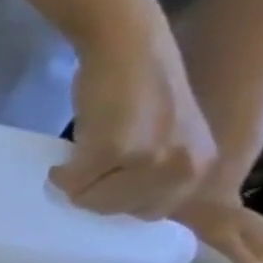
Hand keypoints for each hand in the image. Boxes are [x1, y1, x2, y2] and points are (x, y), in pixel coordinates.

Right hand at [55, 29, 216, 218]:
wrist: (131, 50)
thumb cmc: (142, 91)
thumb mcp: (166, 140)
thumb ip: (156, 172)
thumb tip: (113, 201)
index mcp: (202, 168)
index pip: (151, 213)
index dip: (120, 198)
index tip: (106, 180)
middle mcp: (185, 169)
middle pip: (120, 211)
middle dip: (96, 195)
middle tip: (87, 169)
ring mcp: (150, 161)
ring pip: (94, 201)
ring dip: (77, 185)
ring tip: (77, 160)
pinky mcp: (114, 151)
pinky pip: (73, 182)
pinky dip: (61, 173)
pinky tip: (65, 155)